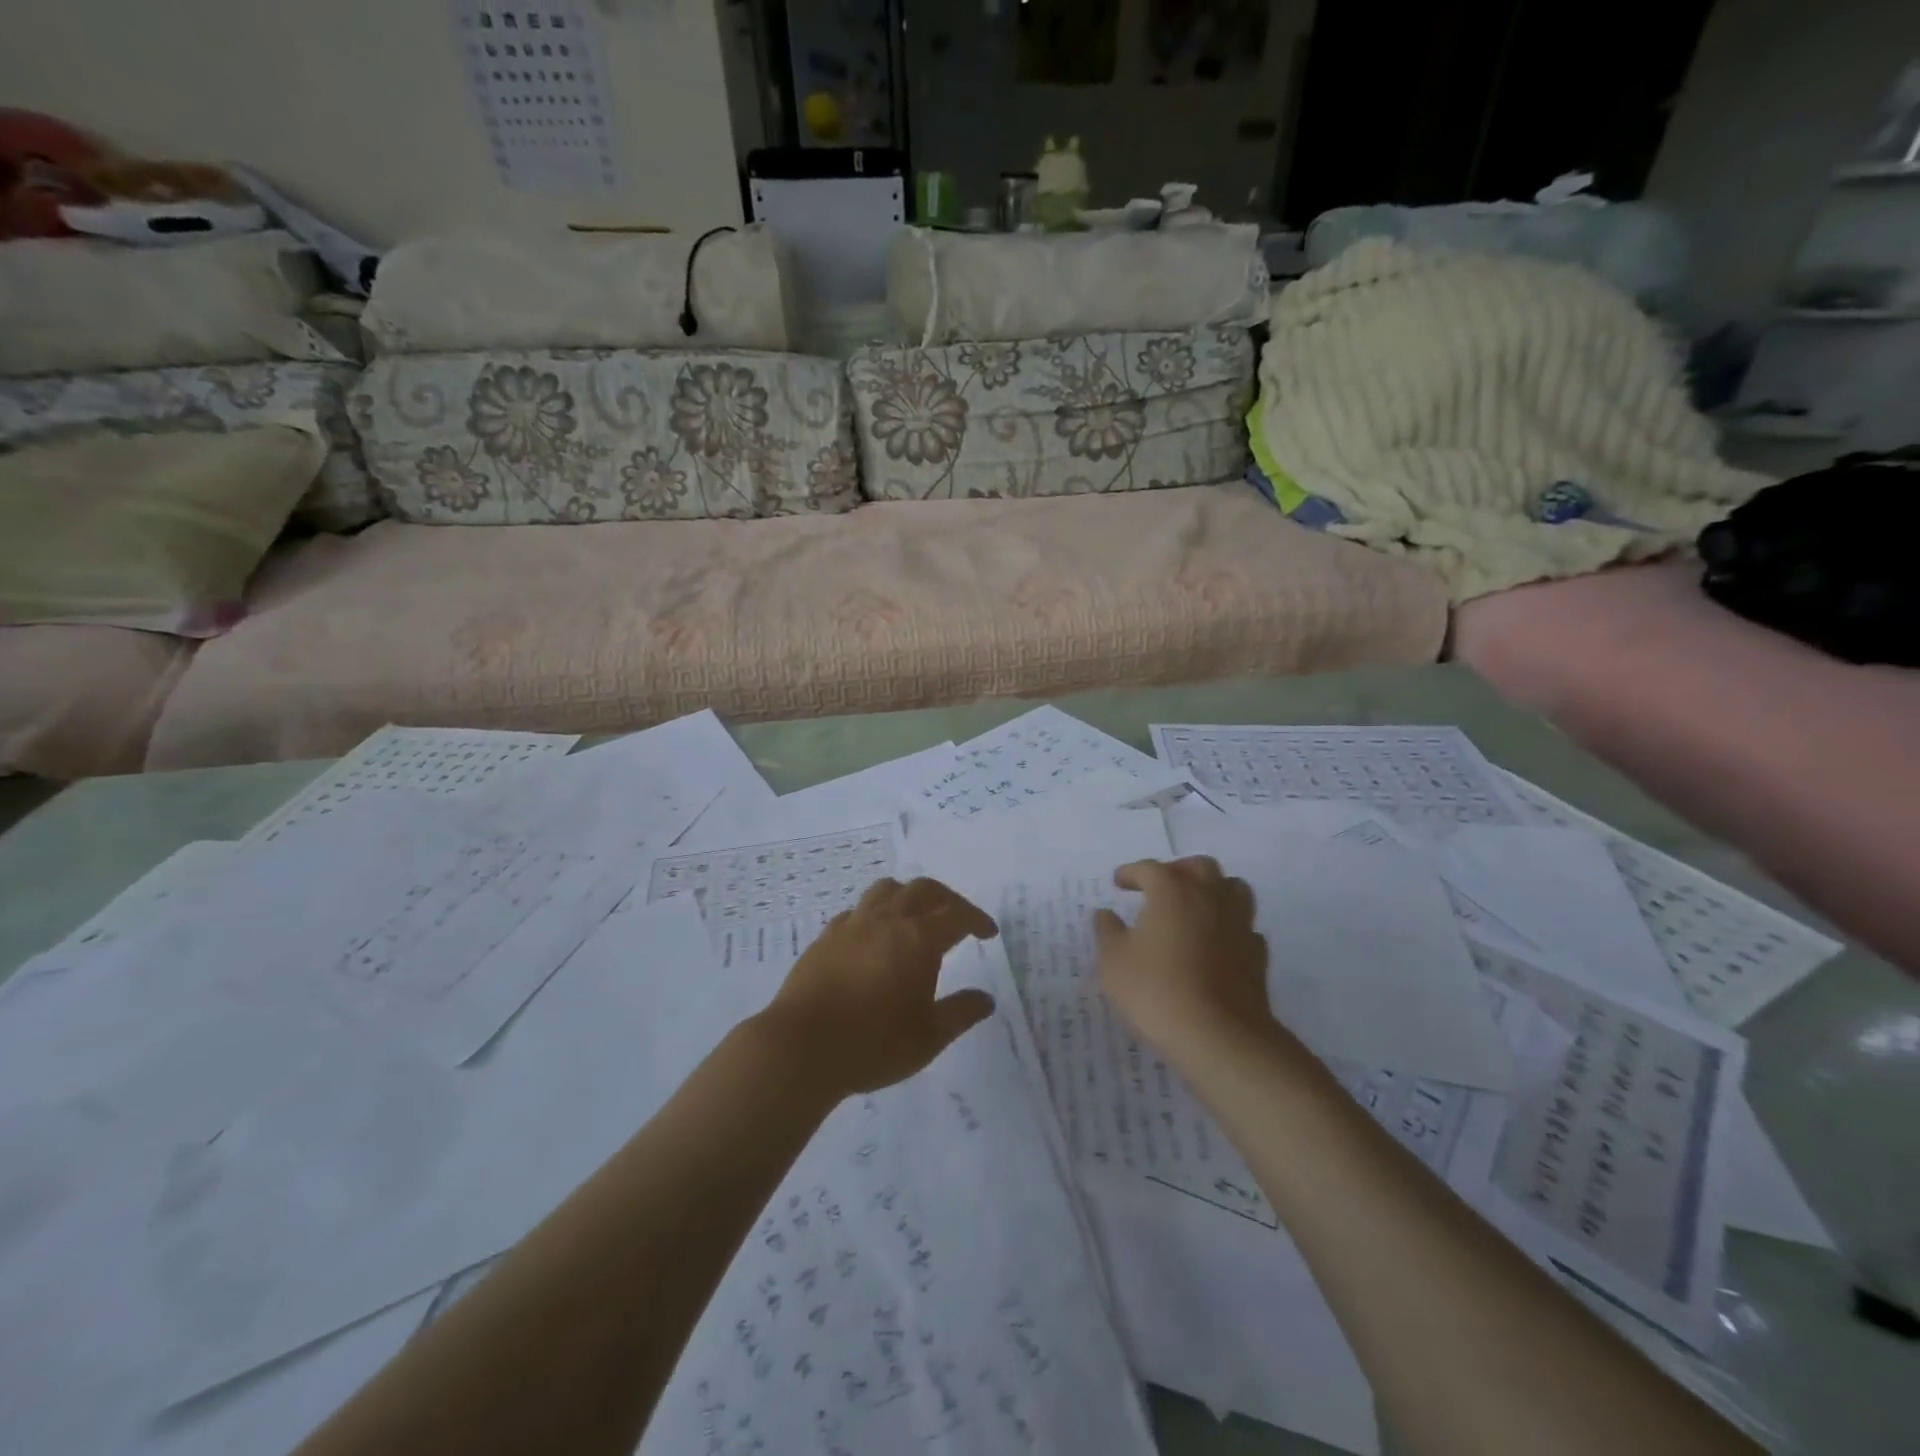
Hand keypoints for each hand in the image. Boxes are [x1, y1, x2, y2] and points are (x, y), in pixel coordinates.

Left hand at [761, 877, 998, 1097]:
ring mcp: (853, 924)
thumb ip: (961, 1013)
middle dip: (947, 899)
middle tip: (958, 918)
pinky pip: (858, 910)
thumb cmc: (873, 1044)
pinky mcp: (827, 936)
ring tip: (915, 917)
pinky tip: (874, 936)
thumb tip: (986, 999)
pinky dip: (876, 913)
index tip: (988, 933)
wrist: (802, 1047)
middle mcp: (888, 920)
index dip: (977, 920)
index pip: (957, 915)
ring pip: (887, 889)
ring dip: (909, 896)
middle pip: (924, 889)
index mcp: (919, 939)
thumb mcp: (929, 1037)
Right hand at [1093, 857, 1271, 1062]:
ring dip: (1212, 890)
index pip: (1150, 869)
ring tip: (1194, 907)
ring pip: (1232, 888)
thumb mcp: (1114, 962)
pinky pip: (1244, 926)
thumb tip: (1105, 914)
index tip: (1118, 882)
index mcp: (1172, 891)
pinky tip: (1216, 942)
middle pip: (1199, 867)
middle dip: (1178, 870)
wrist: (1219, 1037)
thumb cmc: (1156, 991)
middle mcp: (1210, 897)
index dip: (1131, 872)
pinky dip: (1229, 926)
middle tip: (1160, 887)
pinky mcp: (1257, 954)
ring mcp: (1239, 924)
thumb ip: (1108, 932)